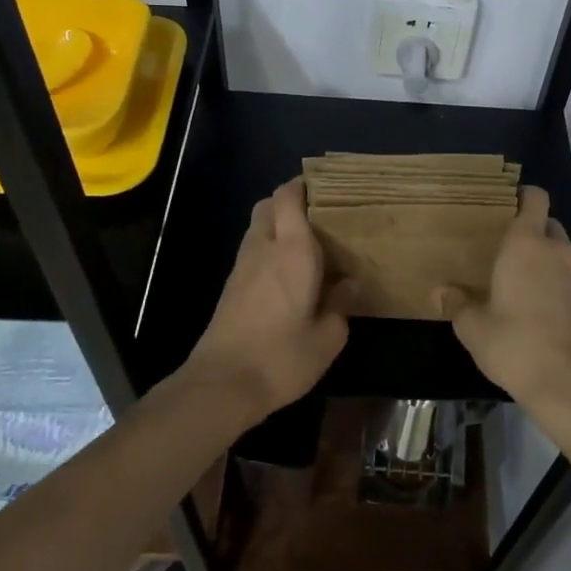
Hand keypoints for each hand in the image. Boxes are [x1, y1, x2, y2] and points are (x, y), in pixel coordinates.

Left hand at [186, 178, 350, 426]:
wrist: (222, 385)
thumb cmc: (282, 356)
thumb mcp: (328, 337)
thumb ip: (341, 304)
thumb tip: (349, 284)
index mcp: (292, 250)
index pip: (288, 197)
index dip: (303, 185)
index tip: (326, 187)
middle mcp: (264, 248)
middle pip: (268, 205)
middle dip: (290, 202)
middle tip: (320, 216)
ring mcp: (242, 267)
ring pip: (258, 227)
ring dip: (279, 226)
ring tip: (309, 246)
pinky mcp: (231, 287)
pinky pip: (253, 251)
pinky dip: (269, 249)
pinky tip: (289, 274)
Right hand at [438, 187, 570, 420]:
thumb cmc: (515, 347)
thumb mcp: (474, 329)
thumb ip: (457, 304)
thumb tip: (441, 291)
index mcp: (526, 245)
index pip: (535, 199)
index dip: (525, 197)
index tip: (512, 205)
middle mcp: (559, 250)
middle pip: (550, 226)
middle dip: (535, 234)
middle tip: (513, 256)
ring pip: (566, 255)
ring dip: (552, 264)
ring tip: (533, 291)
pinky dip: (568, 288)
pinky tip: (555, 316)